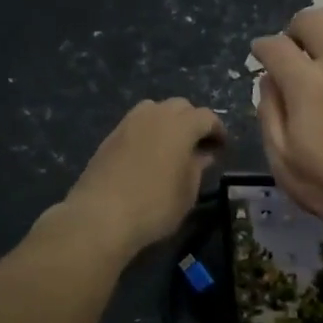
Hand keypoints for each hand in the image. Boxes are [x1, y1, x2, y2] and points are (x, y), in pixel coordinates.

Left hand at [55, 98, 225, 258]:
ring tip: (172, 146)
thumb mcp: (187, 191)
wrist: (101, 215)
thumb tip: (203, 154)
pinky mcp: (111, 136)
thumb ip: (198, 167)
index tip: (222, 147)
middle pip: (180, 106)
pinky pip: (137, 123)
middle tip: (199, 145)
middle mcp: (155, 115)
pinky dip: (148, 131)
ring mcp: (129, 123)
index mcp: (181, 125)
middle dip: (193, 121)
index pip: (207, 117)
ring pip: (155, 110)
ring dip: (168, 121)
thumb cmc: (155, 206)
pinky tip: (149, 154)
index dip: (218, 131)